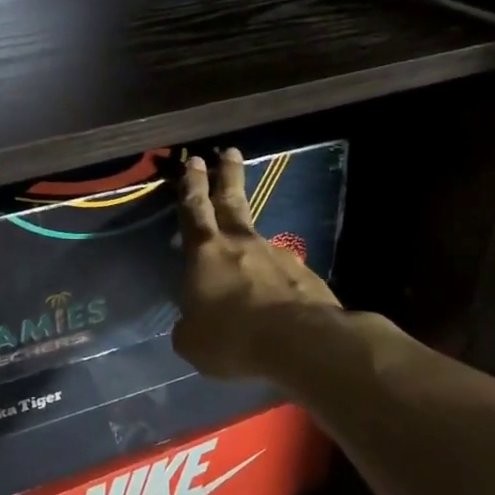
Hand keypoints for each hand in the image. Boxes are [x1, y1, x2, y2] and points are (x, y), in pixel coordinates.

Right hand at [172, 149, 340, 377]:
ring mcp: (277, 256)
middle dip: (228, 176)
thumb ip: (189, 325)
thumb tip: (194, 323)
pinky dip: (275, 278)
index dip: (192, 185)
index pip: (194, 209)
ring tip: (248, 256)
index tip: (195, 161)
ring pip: (258, 239)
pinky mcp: (305, 275)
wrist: (301, 342)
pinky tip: (275, 297)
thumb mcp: (192, 341)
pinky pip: (282, 272)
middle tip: (230, 152)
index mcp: (206, 252)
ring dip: (250, 239)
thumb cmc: (232, 337)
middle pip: (232, 201)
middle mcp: (242, 243)